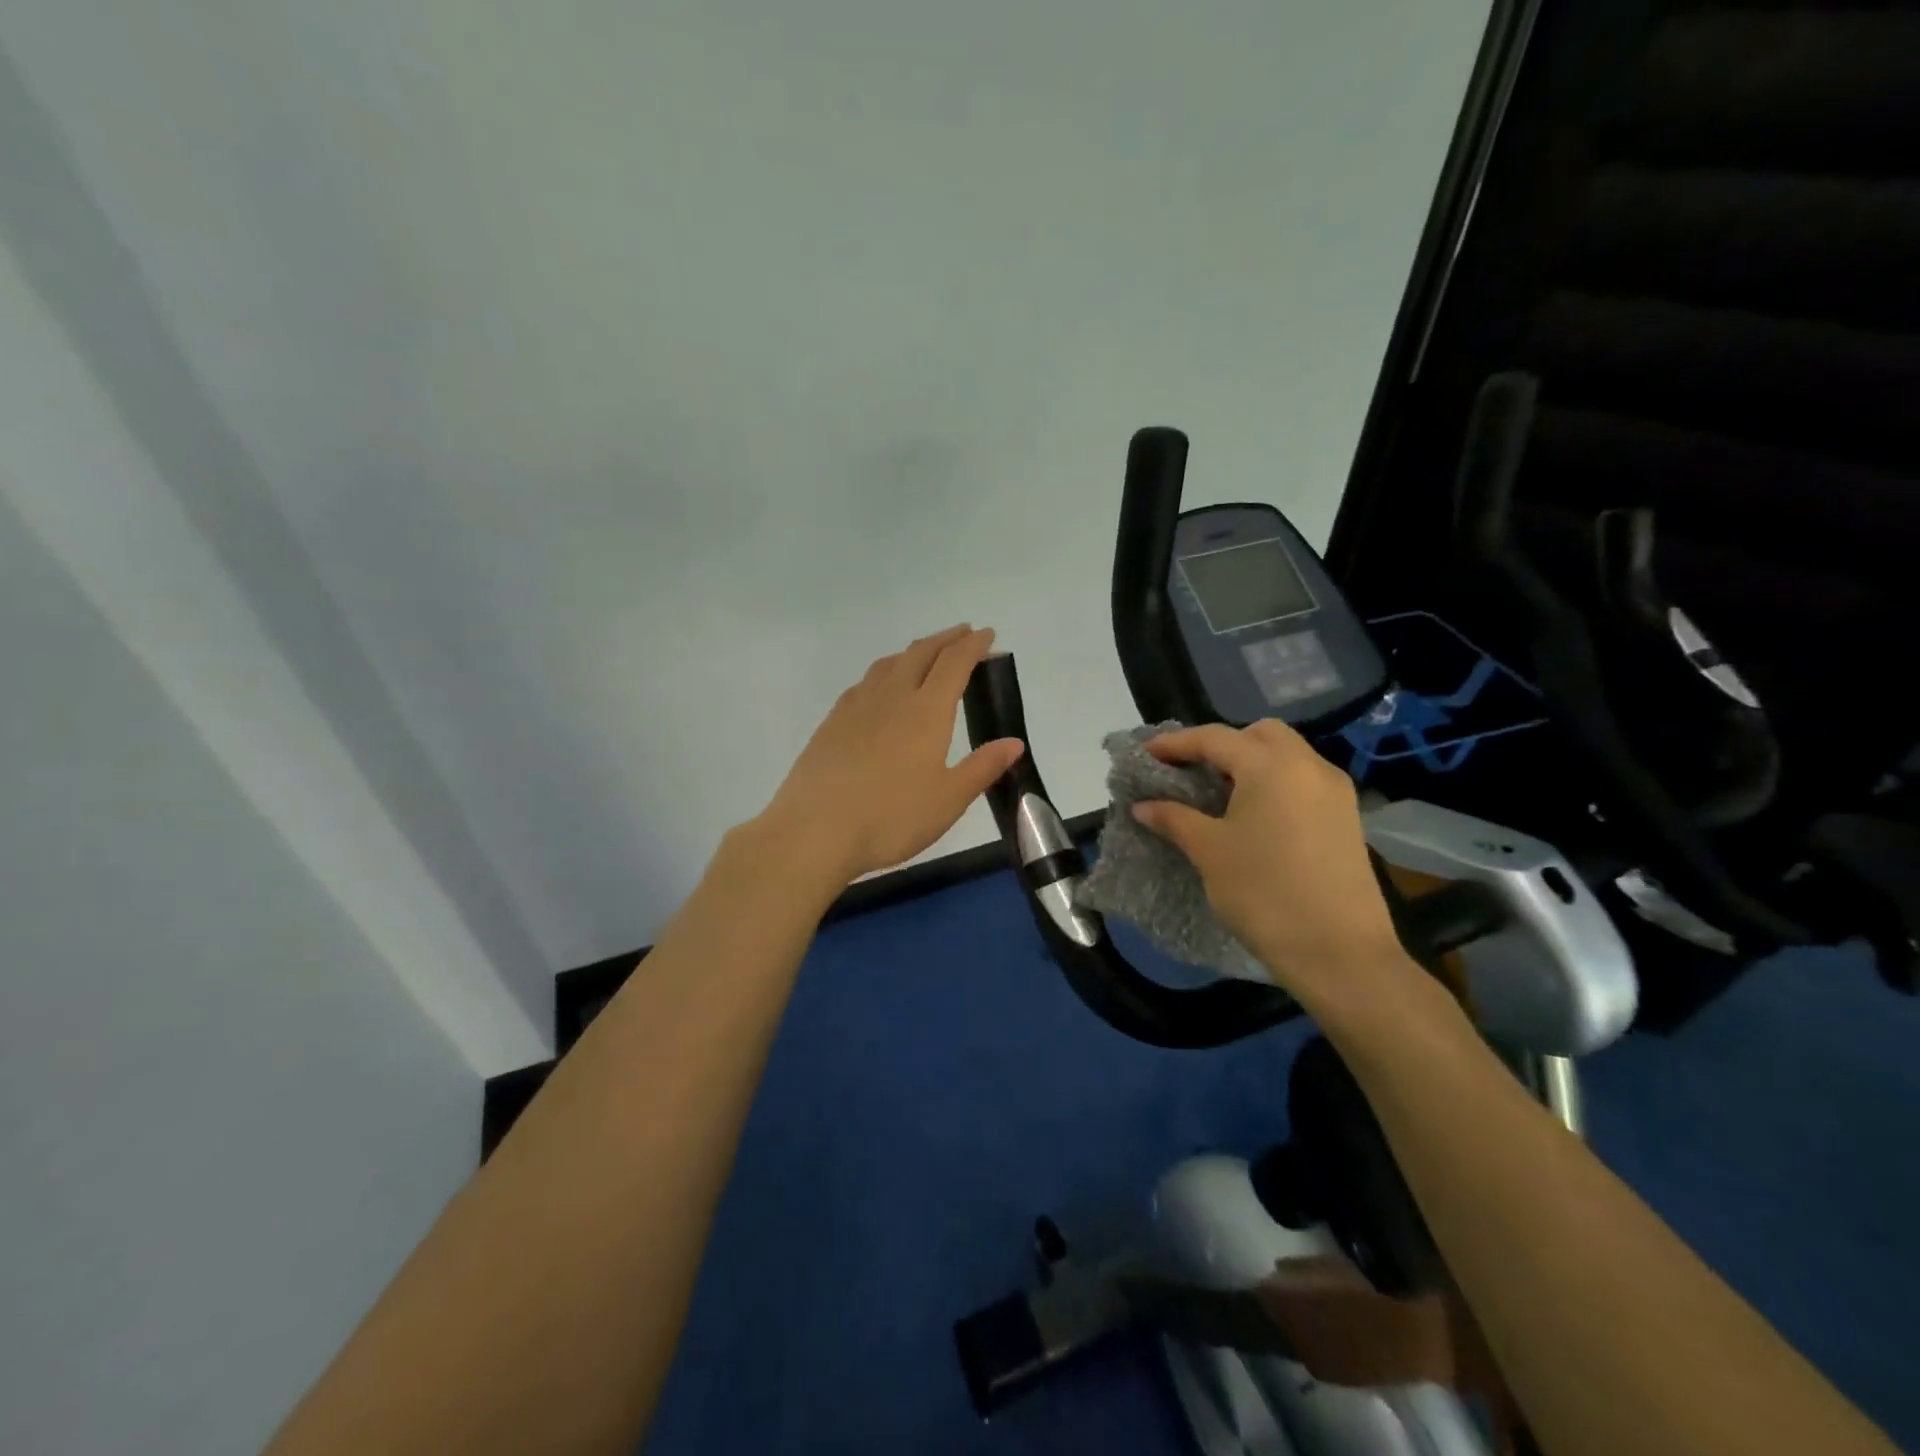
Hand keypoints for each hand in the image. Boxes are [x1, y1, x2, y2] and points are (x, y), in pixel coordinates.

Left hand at [755, 624, 1025, 884]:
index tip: (988, 634)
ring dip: (913, 652)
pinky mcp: (832, 722)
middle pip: (921, 653)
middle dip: (945, 639)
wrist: (815, 829)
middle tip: (963, 633)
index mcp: (926, 711)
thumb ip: (982, 767)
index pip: (955, 663)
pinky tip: (879, 689)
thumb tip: (1014, 743)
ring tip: (925, 655)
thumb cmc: (892, 817)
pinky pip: (864, 683)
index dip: (973, 645)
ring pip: (889, 664)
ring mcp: (857, 706)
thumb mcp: (949, 799)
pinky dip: (884, 673)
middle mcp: (892, 697)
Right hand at [1130, 718, 1407, 1015]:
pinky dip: (1273, 784)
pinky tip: (1253, 816)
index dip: (1176, 743)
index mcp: (1272, 765)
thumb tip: (1143, 806)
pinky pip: (1302, 782)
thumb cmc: (1264, 892)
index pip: (1215, 738)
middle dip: (1222, 744)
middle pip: (1260, 734)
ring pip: (1286, 756)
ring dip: (1250, 763)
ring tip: (1217, 793)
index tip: (1146, 754)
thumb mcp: (1209, 851)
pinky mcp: (1347, 819)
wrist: (1338, 952)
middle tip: (1190, 770)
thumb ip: (1174, 819)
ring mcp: (1334, 792)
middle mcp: (1309, 766)